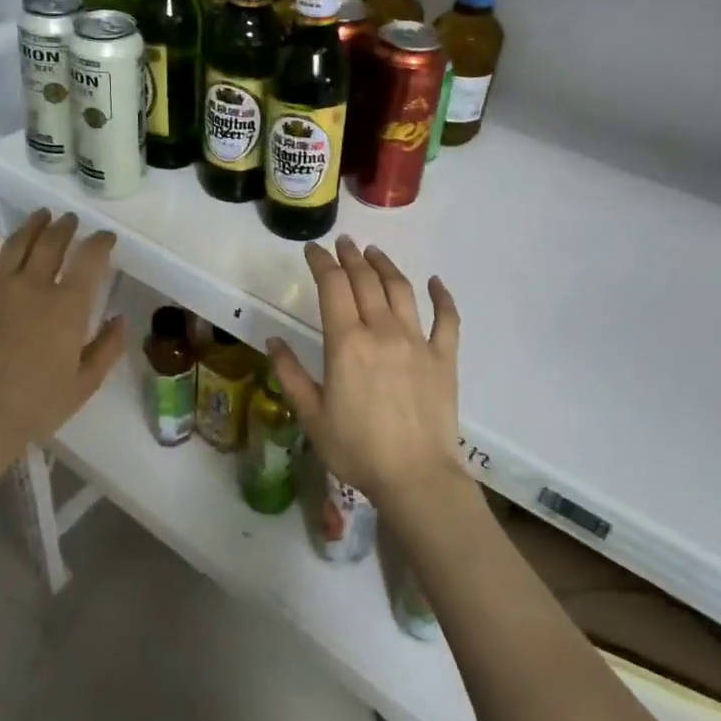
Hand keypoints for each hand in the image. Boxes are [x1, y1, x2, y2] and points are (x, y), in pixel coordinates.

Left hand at [0, 210, 125, 468]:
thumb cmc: (38, 405)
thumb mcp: (85, 383)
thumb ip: (107, 347)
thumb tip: (120, 320)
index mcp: (68, 306)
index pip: (90, 259)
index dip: (101, 242)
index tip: (107, 238)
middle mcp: (34, 286)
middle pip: (52, 242)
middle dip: (66, 227)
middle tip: (72, 221)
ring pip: (17, 243)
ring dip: (32, 225)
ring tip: (41, 215)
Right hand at [268, 236, 462, 507]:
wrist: (415, 477)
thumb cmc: (356, 449)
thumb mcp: (311, 415)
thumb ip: (289, 373)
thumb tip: (273, 339)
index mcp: (347, 343)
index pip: (333, 286)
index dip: (321, 262)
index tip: (312, 249)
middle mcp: (382, 331)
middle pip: (366, 280)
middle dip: (351, 257)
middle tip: (342, 243)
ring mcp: (417, 342)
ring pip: (401, 290)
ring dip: (386, 266)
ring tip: (374, 252)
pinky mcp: (444, 358)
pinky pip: (447, 319)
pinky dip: (442, 296)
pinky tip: (435, 282)